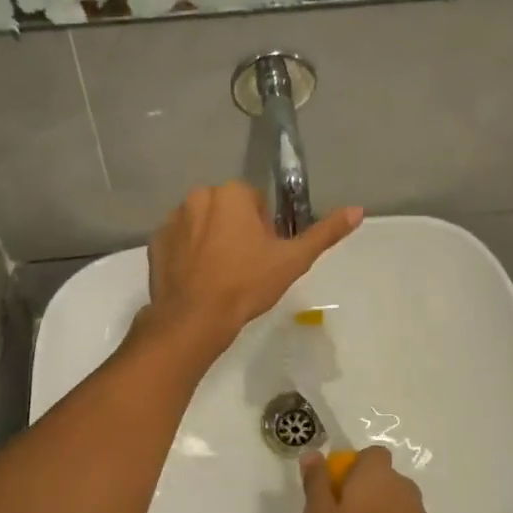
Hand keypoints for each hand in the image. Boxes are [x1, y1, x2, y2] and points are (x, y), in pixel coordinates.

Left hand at [142, 181, 361, 351]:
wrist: (194, 319)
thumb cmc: (246, 285)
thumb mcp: (292, 260)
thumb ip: (325, 232)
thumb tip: (358, 210)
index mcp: (231, 193)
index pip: (255, 202)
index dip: (264, 229)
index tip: (263, 256)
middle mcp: (198, 196)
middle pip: (227, 209)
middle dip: (236, 231)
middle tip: (244, 267)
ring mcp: (172, 218)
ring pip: (202, 223)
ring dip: (212, 239)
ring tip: (220, 275)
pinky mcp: (155, 242)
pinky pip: (179, 240)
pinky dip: (188, 253)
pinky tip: (198, 278)